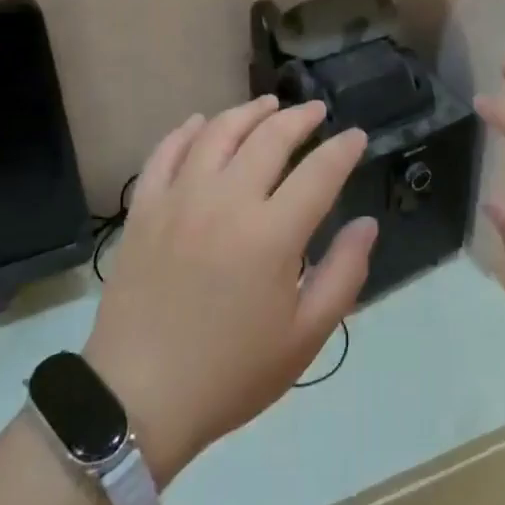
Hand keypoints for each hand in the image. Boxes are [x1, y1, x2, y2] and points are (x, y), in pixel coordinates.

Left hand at [84, 97, 376, 484]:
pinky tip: (201, 123)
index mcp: (272, 233)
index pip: (320, 172)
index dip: (343, 148)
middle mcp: (227, 200)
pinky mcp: (144, 208)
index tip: (357, 136)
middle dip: (300, 118)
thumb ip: (344, 274)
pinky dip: (187, 130)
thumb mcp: (305, 337)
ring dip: (248, 112)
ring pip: (218, 133)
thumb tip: (367, 224)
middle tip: (316, 112)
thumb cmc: (231, 372)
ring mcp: (179, 199)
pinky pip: (165, 152)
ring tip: (267, 106)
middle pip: (270, 138)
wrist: (136, 399)